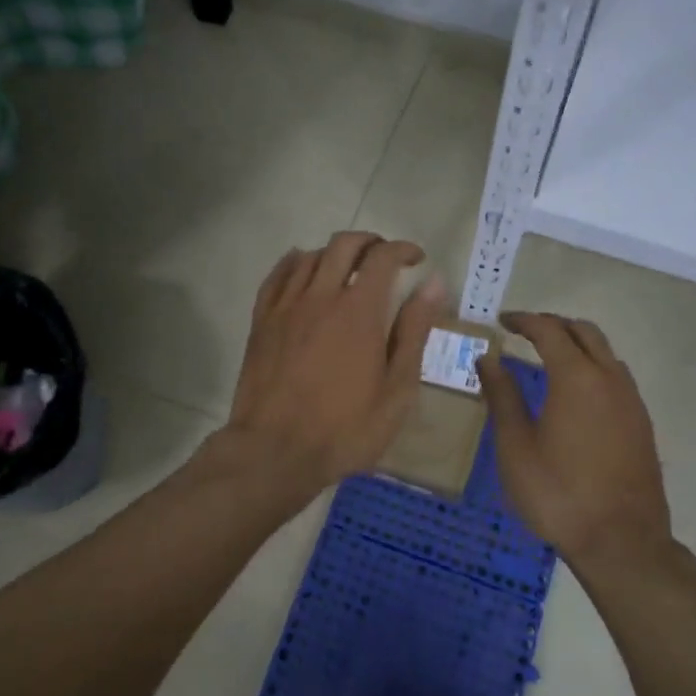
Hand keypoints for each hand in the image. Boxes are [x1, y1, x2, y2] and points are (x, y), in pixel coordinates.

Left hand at [224, 232, 444, 491]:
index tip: (417, 259)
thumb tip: (434, 283)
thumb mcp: (397, 389)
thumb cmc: (345, 428)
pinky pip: (277, 276)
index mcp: (359, 311)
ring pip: (310, 255)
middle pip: (344, 245)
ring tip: (348, 269)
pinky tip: (302, 267)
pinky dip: (294, 262)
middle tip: (385, 259)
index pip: (383, 257)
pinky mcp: (261, 321)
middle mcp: (321, 296)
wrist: (274, 452)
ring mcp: (286, 306)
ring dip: (335, 253)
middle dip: (370, 242)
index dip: (403, 249)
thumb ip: (414, 330)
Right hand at [479, 312, 671, 569]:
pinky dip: (593, 366)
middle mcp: (609, 378)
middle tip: (524, 333)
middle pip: (584, 331)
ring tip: (549, 357)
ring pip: (605, 352)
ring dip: (577, 344)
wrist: (622, 543)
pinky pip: (616, 376)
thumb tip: (487, 359)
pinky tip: (576, 392)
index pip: (549, 330)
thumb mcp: (516, 447)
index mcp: (576, 377)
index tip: (502, 321)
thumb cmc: (558, 494)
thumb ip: (502, 396)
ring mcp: (631, 400)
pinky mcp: (642, 422)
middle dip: (553, 324)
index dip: (523, 320)